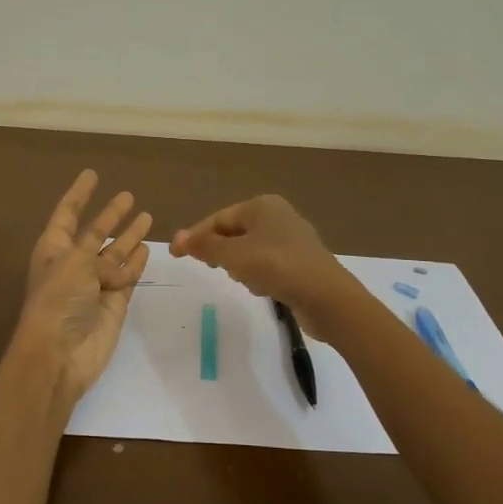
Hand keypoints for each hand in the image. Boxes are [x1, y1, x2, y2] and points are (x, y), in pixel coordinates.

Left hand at [14, 170, 152, 403]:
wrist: (60, 354)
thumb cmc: (58, 301)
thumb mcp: (75, 264)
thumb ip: (98, 255)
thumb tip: (117, 267)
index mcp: (54, 250)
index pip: (68, 214)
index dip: (79, 194)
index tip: (92, 174)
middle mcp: (74, 264)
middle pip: (95, 232)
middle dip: (110, 214)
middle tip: (127, 195)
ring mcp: (95, 284)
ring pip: (116, 253)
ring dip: (129, 235)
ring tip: (147, 216)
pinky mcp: (114, 304)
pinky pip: (128, 276)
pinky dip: (137, 263)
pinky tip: (147, 249)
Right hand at [171, 195, 351, 329]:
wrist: (327, 297)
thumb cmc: (277, 267)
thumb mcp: (235, 255)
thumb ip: (206, 246)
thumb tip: (180, 239)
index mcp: (262, 206)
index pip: (219, 218)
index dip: (195, 236)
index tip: (174, 254)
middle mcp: (278, 216)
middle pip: (234, 232)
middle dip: (219, 251)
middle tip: (208, 267)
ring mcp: (292, 239)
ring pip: (249, 249)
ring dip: (239, 265)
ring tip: (241, 279)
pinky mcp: (300, 262)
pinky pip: (267, 264)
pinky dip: (258, 274)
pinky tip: (261, 288)